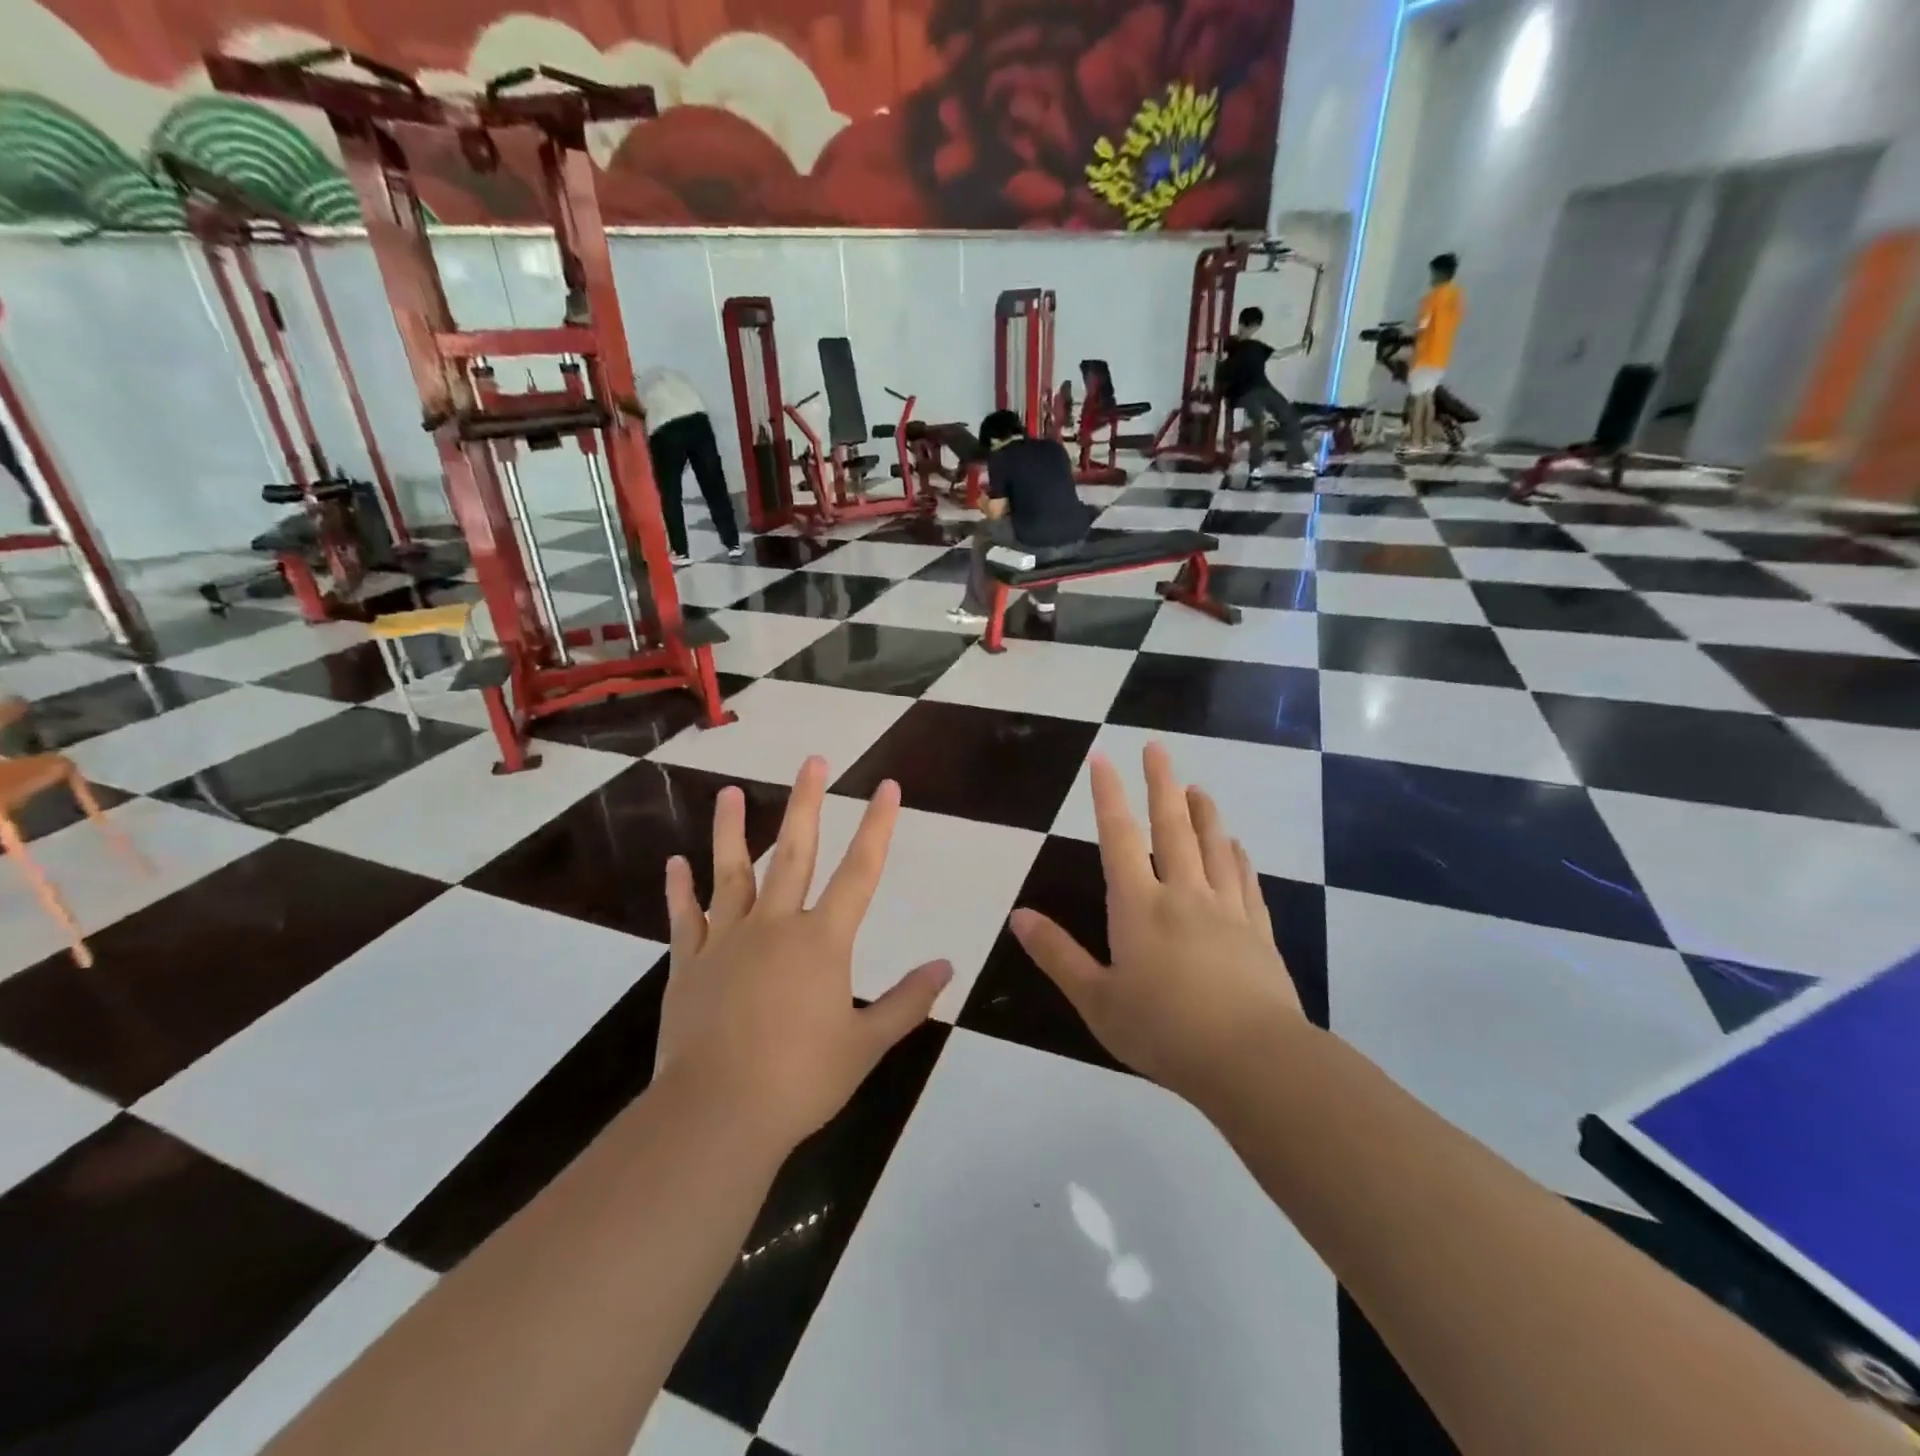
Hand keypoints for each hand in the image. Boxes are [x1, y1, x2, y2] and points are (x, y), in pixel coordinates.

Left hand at [656, 757, 950, 1152]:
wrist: (718, 1114)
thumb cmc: (801, 1080)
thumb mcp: (866, 1045)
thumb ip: (907, 1002)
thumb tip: (947, 966)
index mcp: (822, 941)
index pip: (860, 871)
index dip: (877, 827)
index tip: (886, 787)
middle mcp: (775, 926)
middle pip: (795, 852)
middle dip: (808, 803)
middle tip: (813, 761)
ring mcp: (727, 941)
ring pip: (732, 872)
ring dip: (732, 830)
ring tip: (730, 792)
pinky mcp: (689, 965)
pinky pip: (685, 918)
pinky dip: (679, 890)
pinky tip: (675, 862)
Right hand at [1011, 743, 1303, 1099]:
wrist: (1251, 1060)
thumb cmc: (1163, 1030)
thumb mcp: (1096, 999)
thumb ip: (1057, 955)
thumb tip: (1018, 916)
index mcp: (1139, 906)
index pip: (1119, 837)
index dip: (1108, 795)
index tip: (1103, 759)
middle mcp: (1183, 893)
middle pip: (1172, 826)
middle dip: (1161, 783)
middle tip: (1157, 748)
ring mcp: (1226, 909)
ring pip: (1214, 845)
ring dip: (1204, 811)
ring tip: (1198, 787)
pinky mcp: (1258, 931)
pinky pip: (1245, 880)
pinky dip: (1237, 856)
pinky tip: (1236, 846)